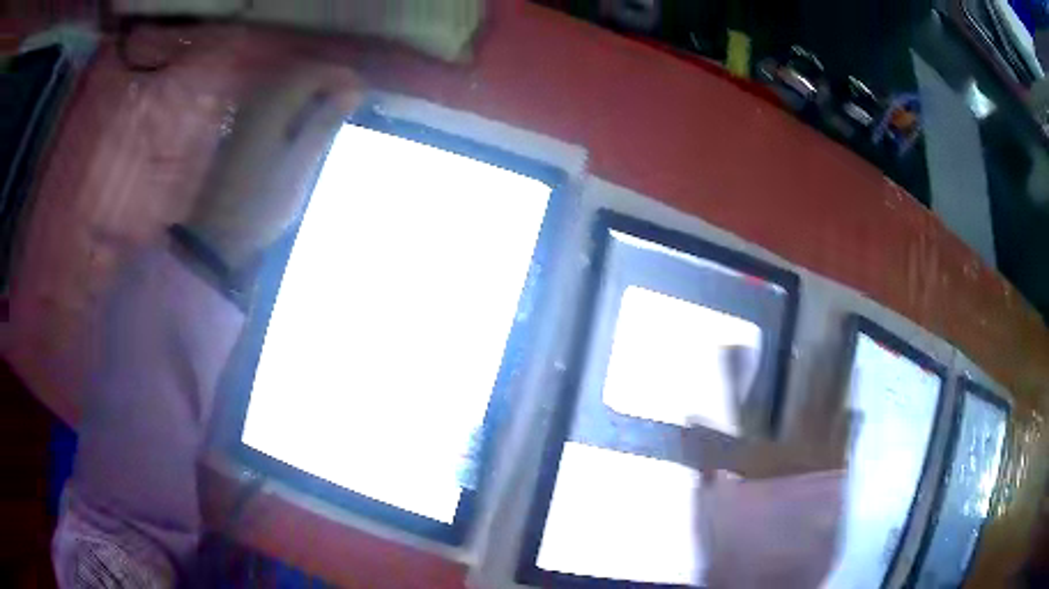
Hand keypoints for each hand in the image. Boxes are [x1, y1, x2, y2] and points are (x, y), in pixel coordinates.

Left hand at [185, 65, 363, 274]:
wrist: (220, 235)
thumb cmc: (263, 201)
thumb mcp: (300, 164)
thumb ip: (324, 124)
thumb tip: (353, 91)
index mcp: (274, 106)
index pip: (313, 73)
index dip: (341, 76)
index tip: (363, 92)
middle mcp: (258, 103)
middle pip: (298, 76)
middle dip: (327, 82)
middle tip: (351, 101)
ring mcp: (246, 117)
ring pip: (285, 90)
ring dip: (311, 94)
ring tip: (332, 111)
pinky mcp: (241, 132)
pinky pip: (274, 104)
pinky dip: (294, 106)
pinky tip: (303, 124)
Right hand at [685, 345, 855, 587]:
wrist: (773, 577)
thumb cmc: (738, 544)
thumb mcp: (710, 508)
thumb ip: (703, 463)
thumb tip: (690, 420)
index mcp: (758, 459)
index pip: (742, 407)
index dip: (737, 375)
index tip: (734, 343)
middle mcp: (793, 452)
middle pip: (801, 401)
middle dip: (810, 368)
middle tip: (819, 336)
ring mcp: (819, 465)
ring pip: (832, 413)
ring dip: (838, 384)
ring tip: (844, 357)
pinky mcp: (836, 481)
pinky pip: (847, 444)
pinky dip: (853, 425)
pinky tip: (858, 408)